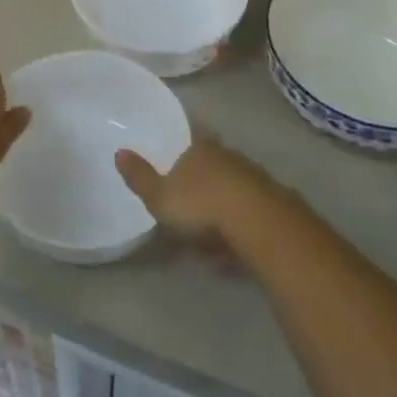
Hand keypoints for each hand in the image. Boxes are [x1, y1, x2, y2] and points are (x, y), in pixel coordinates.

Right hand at [115, 132, 277, 243]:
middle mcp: (229, 157)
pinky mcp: (277, 204)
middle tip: (191, 214)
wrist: (259, 224)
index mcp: (200, 150)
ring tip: (210, 242)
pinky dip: (241, 230)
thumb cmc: (201, 205)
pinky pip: (251, 215)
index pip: (190, 144)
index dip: (183, 158)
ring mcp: (256, 179)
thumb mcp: (159, 196)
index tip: (176, 175)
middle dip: (204, 186)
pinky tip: (233, 252)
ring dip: (223, 211)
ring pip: (234, 191)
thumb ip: (139, 177)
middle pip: (214, 166)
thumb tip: (119, 152)